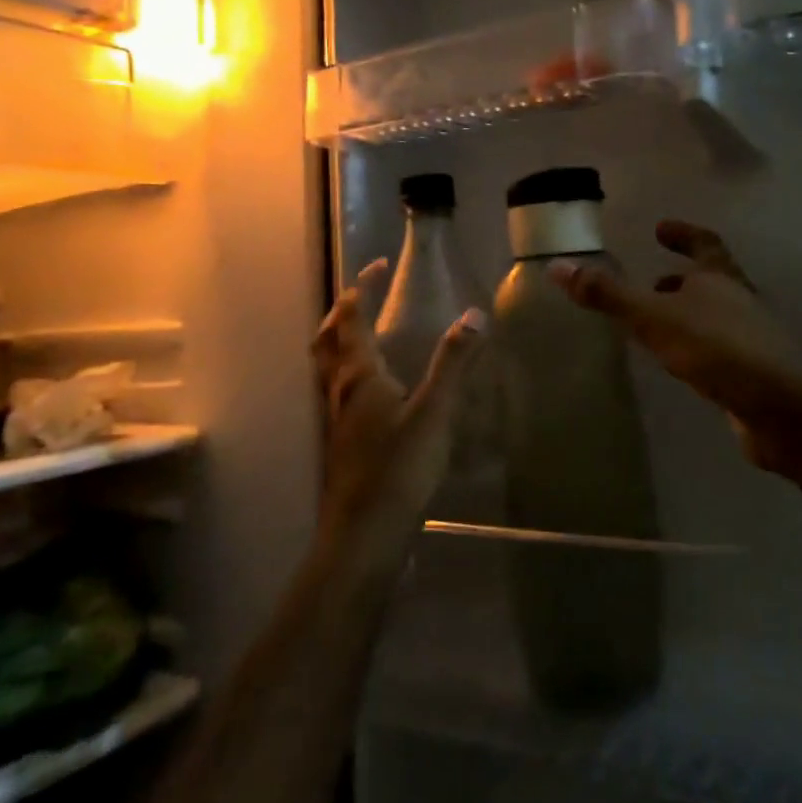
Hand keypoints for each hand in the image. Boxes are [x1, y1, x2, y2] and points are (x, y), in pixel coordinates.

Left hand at [311, 259, 485, 549]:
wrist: (364, 537)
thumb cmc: (398, 469)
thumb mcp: (435, 412)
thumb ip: (454, 363)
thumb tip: (474, 313)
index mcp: (359, 376)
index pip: (351, 319)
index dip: (361, 289)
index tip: (377, 265)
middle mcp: (340, 392)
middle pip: (327, 341)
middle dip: (341, 312)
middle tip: (362, 295)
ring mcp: (337, 421)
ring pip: (327, 368)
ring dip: (339, 341)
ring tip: (366, 334)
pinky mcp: (343, 445)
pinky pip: (339, 394)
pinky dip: (349, 374)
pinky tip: (377, 391)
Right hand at [549, 220, 801, 474]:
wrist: (780, 409)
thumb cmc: (717, 349)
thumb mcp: (654, 318)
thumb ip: (608, 295)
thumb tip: (557, 266)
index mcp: (721, 278)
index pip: (704, 243)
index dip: (683, 234)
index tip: (661, 229)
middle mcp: (739, 301)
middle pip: (713, 280)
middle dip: (683, 279)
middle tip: (653, 282)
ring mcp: (750, 339)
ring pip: (715, 317)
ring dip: (688, 314)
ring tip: (656, 325)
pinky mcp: (751, 374)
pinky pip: (718, 350)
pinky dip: (696, 347)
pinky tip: (679, 364)